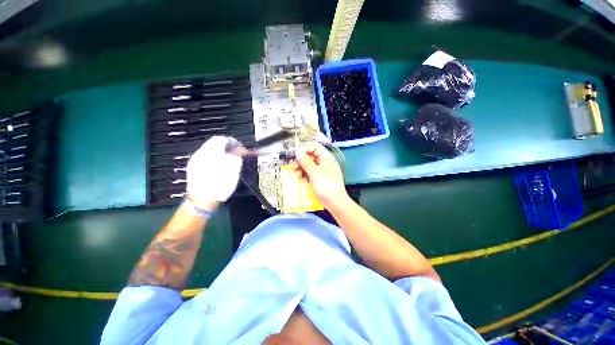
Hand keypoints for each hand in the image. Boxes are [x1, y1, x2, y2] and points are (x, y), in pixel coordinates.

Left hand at [186, 136, 241, 205]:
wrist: (202, 201)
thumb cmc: (219, 187)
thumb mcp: (233, 171)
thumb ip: (236, 157)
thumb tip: (238, 151)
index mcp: (212, 153)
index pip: (223, 139)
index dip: (234, 143)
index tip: (241, 149)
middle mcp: (202, 153)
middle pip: (216, 143)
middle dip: (228, 147)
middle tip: (237, 154)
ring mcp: (196, 160)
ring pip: (210, 149)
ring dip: (222, 152)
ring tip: (230, 161)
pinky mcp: (193, 166)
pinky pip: (206, 156)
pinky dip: (215, 157)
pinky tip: (219, 166)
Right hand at [291, 142, 348, 209]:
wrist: (335, 203)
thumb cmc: (327, 186)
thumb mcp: (315, 173)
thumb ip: (306, 162)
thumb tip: (298, 152)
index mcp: (326, 157)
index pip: (314, 147)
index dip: (304, 149)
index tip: (295, 155)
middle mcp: (323, 162)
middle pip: (309, 156)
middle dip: (300, 160)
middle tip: (292, 166)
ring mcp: (321, 170)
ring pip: (308, 164)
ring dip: (300, 168)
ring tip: (295, 174)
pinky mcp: (318, 177)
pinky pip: (309, 172)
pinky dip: (304, 174)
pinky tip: (300, 178)